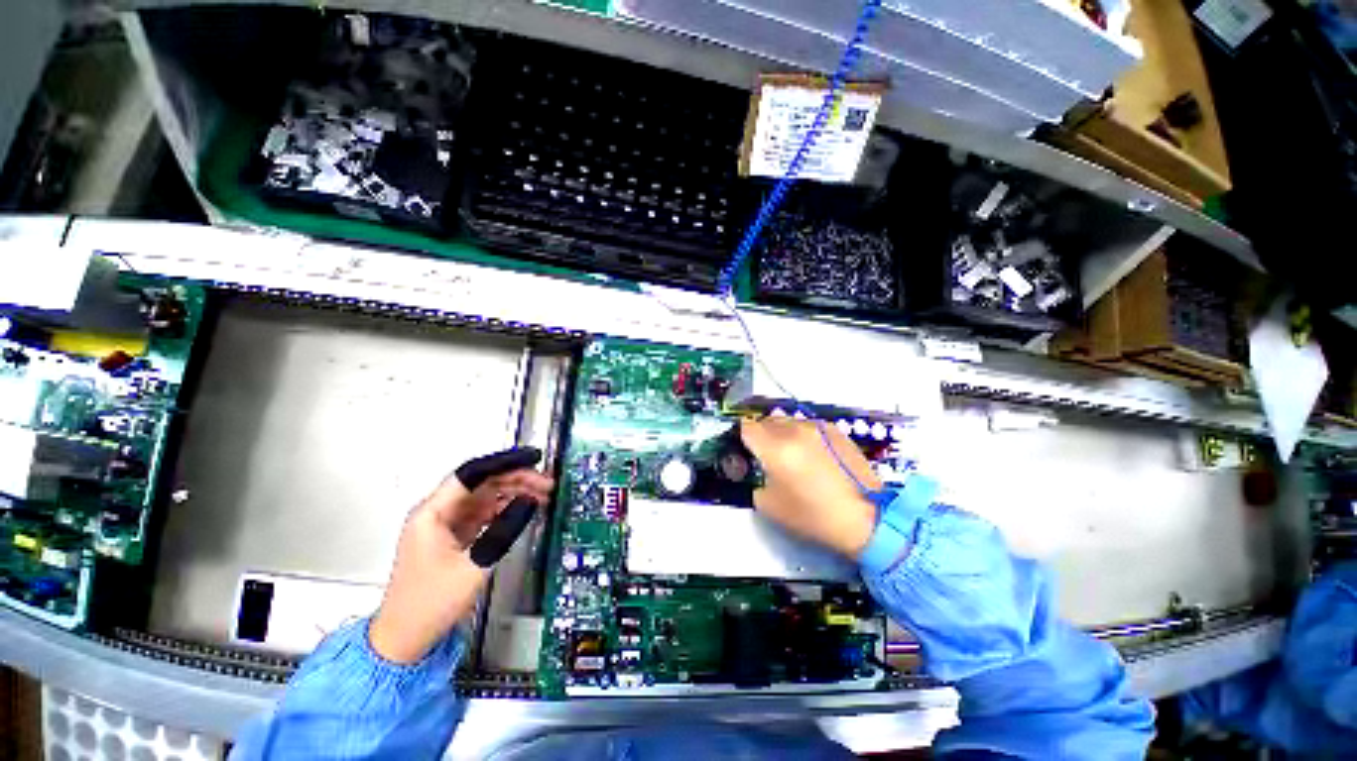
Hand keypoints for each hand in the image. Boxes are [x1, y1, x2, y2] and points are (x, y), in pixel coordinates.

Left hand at [369, 449, 553, 663]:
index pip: (472, 473)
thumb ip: (504, 529)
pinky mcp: (454, 536)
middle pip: (482, 483)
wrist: (404, 641)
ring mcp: (445, 524)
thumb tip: (529, 502)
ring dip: (514, 493)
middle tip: (546, 484)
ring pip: (485, 496)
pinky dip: (505, 509)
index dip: (505, 462)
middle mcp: (437, 512)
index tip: (533, 458)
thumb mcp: (474, 565)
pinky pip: (484, 513)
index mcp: (432, 513)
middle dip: (516, 479)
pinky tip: (523, 509)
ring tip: (542, 496)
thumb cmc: (430, 605)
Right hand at [741, 418, 880, 557]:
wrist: (865, 518)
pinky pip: (809, 426)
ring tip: (792, 455)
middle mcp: (794, 430)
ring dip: (783, 433)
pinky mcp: (835, 430)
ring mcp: (817, 427)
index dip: (742, 437)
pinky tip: (813, 455)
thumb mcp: (769, 505)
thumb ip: (755, 480)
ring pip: (788, 421)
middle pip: (766, 420)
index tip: (746, 450)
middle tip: (767, 456)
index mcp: (775, 448)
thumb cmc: (813, 516)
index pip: (747, 427)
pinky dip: (803, 435)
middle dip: (762, 435)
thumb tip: (756, 468)